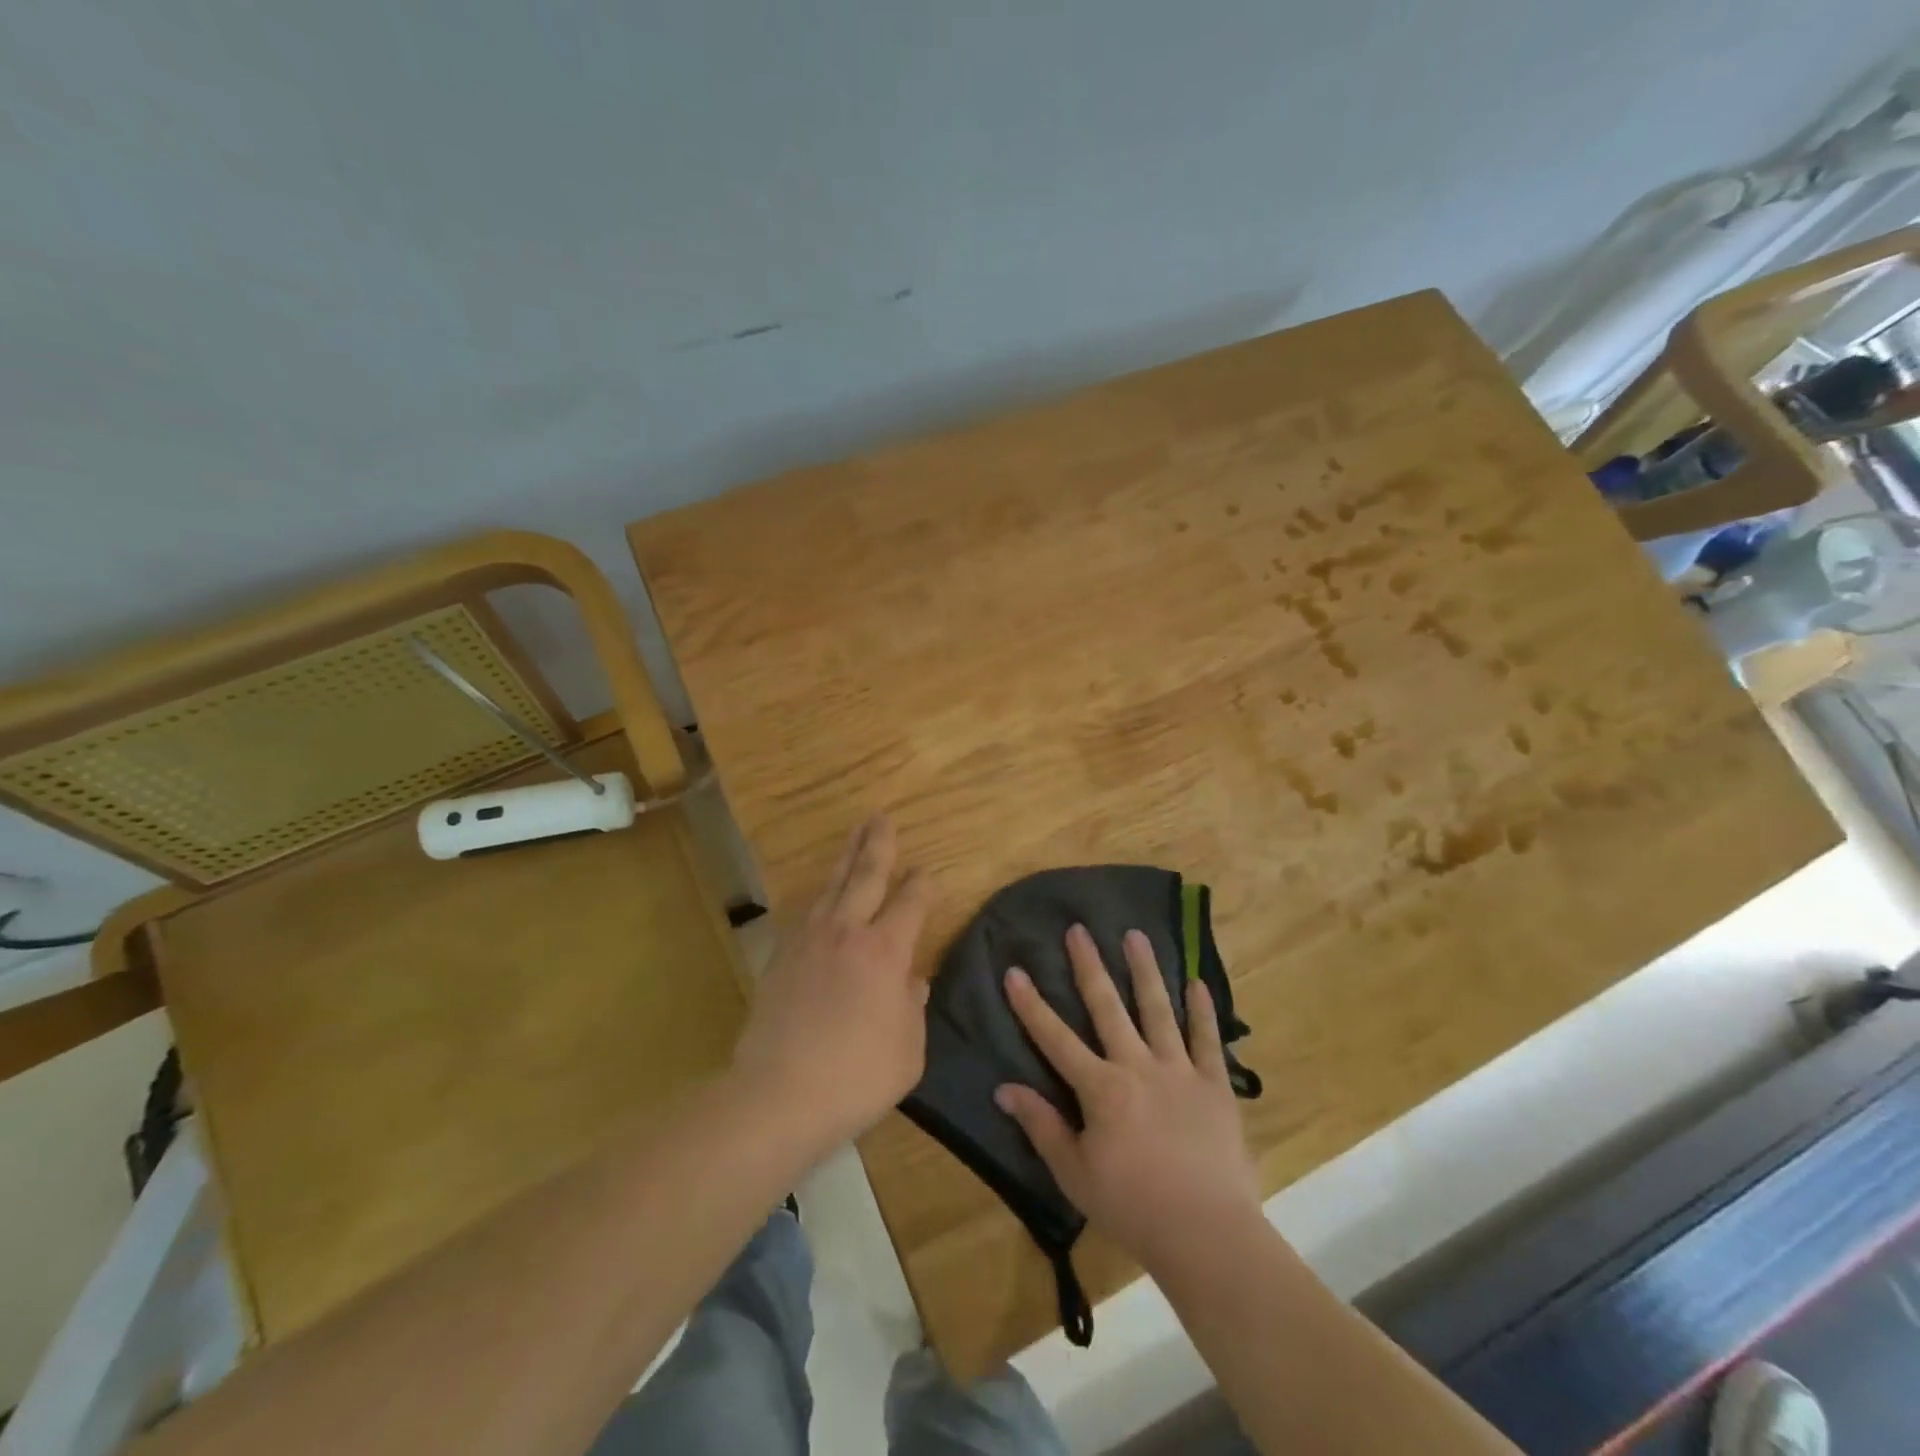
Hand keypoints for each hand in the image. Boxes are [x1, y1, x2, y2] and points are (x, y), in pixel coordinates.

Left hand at [731, 815, 930, 1145]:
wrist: (779, 1094)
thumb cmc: (857, 1075)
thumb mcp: (908, 1050)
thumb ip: (912, 1008)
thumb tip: (912, 982)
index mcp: (886, 951)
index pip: (910, 903)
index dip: (921, 884)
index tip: (926, 873)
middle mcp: (848, 932)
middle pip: (865, 875)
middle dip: (877, 844)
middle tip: (881, 817)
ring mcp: (809, 941)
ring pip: (831, 886)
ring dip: (846, 858)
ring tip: (854, 836)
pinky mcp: (781, 957)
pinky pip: (806, 913)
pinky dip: (820, 895)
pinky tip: (822, 894)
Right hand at [995, 925, 1261, 1272]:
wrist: (1206, 1234)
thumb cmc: (1132, 1207)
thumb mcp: (1075, 1174)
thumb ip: (1041, 1126)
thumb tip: (1004, 1089)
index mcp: (1101, 1088)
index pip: (1055, 1038)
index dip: (1031, 1005)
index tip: (1015, 970)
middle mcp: (1137, 1066)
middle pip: (1108, 1007)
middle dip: (1089, 966)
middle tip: (1079, 929)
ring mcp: (1179, 1071)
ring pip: (1158, 1009)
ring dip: (1145, 970)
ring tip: (1135, 935)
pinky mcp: (1214, 1085)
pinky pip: (1207, 1040)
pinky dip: (1203, 1010)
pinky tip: (1197, 983)